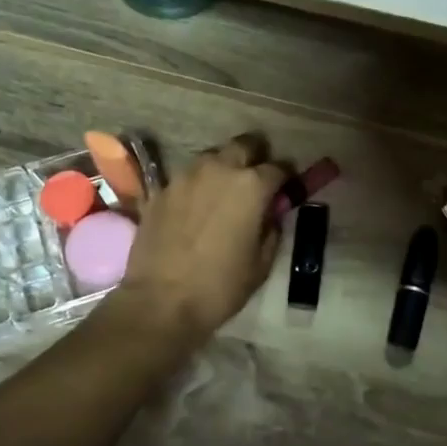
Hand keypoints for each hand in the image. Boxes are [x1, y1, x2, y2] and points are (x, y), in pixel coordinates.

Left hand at [108, 133, 288, 349]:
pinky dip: (196, 186)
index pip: (279, 167)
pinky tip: (195, 208)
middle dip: (255, 156)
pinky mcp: (160, 189)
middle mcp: (219, 169)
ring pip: (212, 156)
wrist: (161, 301)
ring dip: (223, 167)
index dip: (286, 179)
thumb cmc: (220, 286)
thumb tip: (270, 214)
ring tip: (223, 192)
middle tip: (256, 179)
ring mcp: (185, 176)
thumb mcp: (262, 263)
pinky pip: (186, 177)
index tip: (286, 190)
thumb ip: (271, 229)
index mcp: (251, 185)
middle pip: (244, 145)